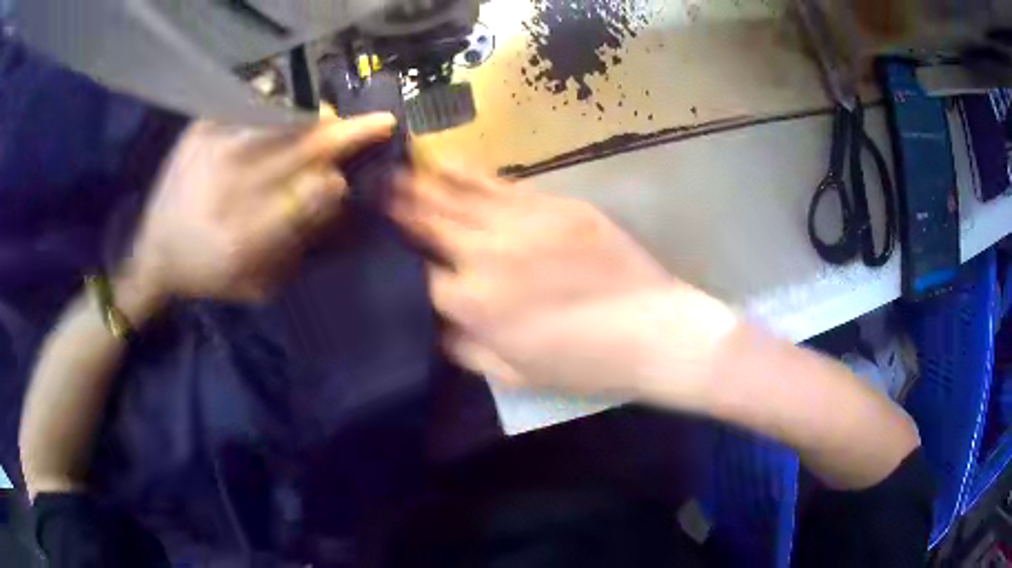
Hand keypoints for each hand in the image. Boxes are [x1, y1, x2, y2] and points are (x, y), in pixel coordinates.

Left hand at [125, 113, 394, 302]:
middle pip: (304, 147)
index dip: (338, 180)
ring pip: (284, 120)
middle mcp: (229, 186)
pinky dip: (280, 111)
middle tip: (378, 124)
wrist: (154, 252)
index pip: (310, 194)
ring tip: (332, 121)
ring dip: (317, 119)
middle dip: (346, 135)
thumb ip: (298, 243)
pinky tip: (288, 119)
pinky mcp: (200, 129)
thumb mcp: (257, 283)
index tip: (351, 177)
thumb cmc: (208, 274)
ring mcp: (212, 149)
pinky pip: (253, 109)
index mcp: (244, 235)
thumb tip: (336, 191)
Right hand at [391, 162, 729, 397]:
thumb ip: (464, 347)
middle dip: (397, 204)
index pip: (418, 273)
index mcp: (473, 304)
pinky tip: (447, 162)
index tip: (377, 241)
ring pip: (459, 196)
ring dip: (424, 181)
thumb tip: (435, 321)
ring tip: (398, 167)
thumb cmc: (585, 363)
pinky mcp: (555, 205)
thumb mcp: (515, 374)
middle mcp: (487, 254)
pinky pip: (501, 185)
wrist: (654, 331)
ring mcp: (522, 222)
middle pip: (430, 222)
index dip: (396, 257)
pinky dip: (468, 174)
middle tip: (372, 186)